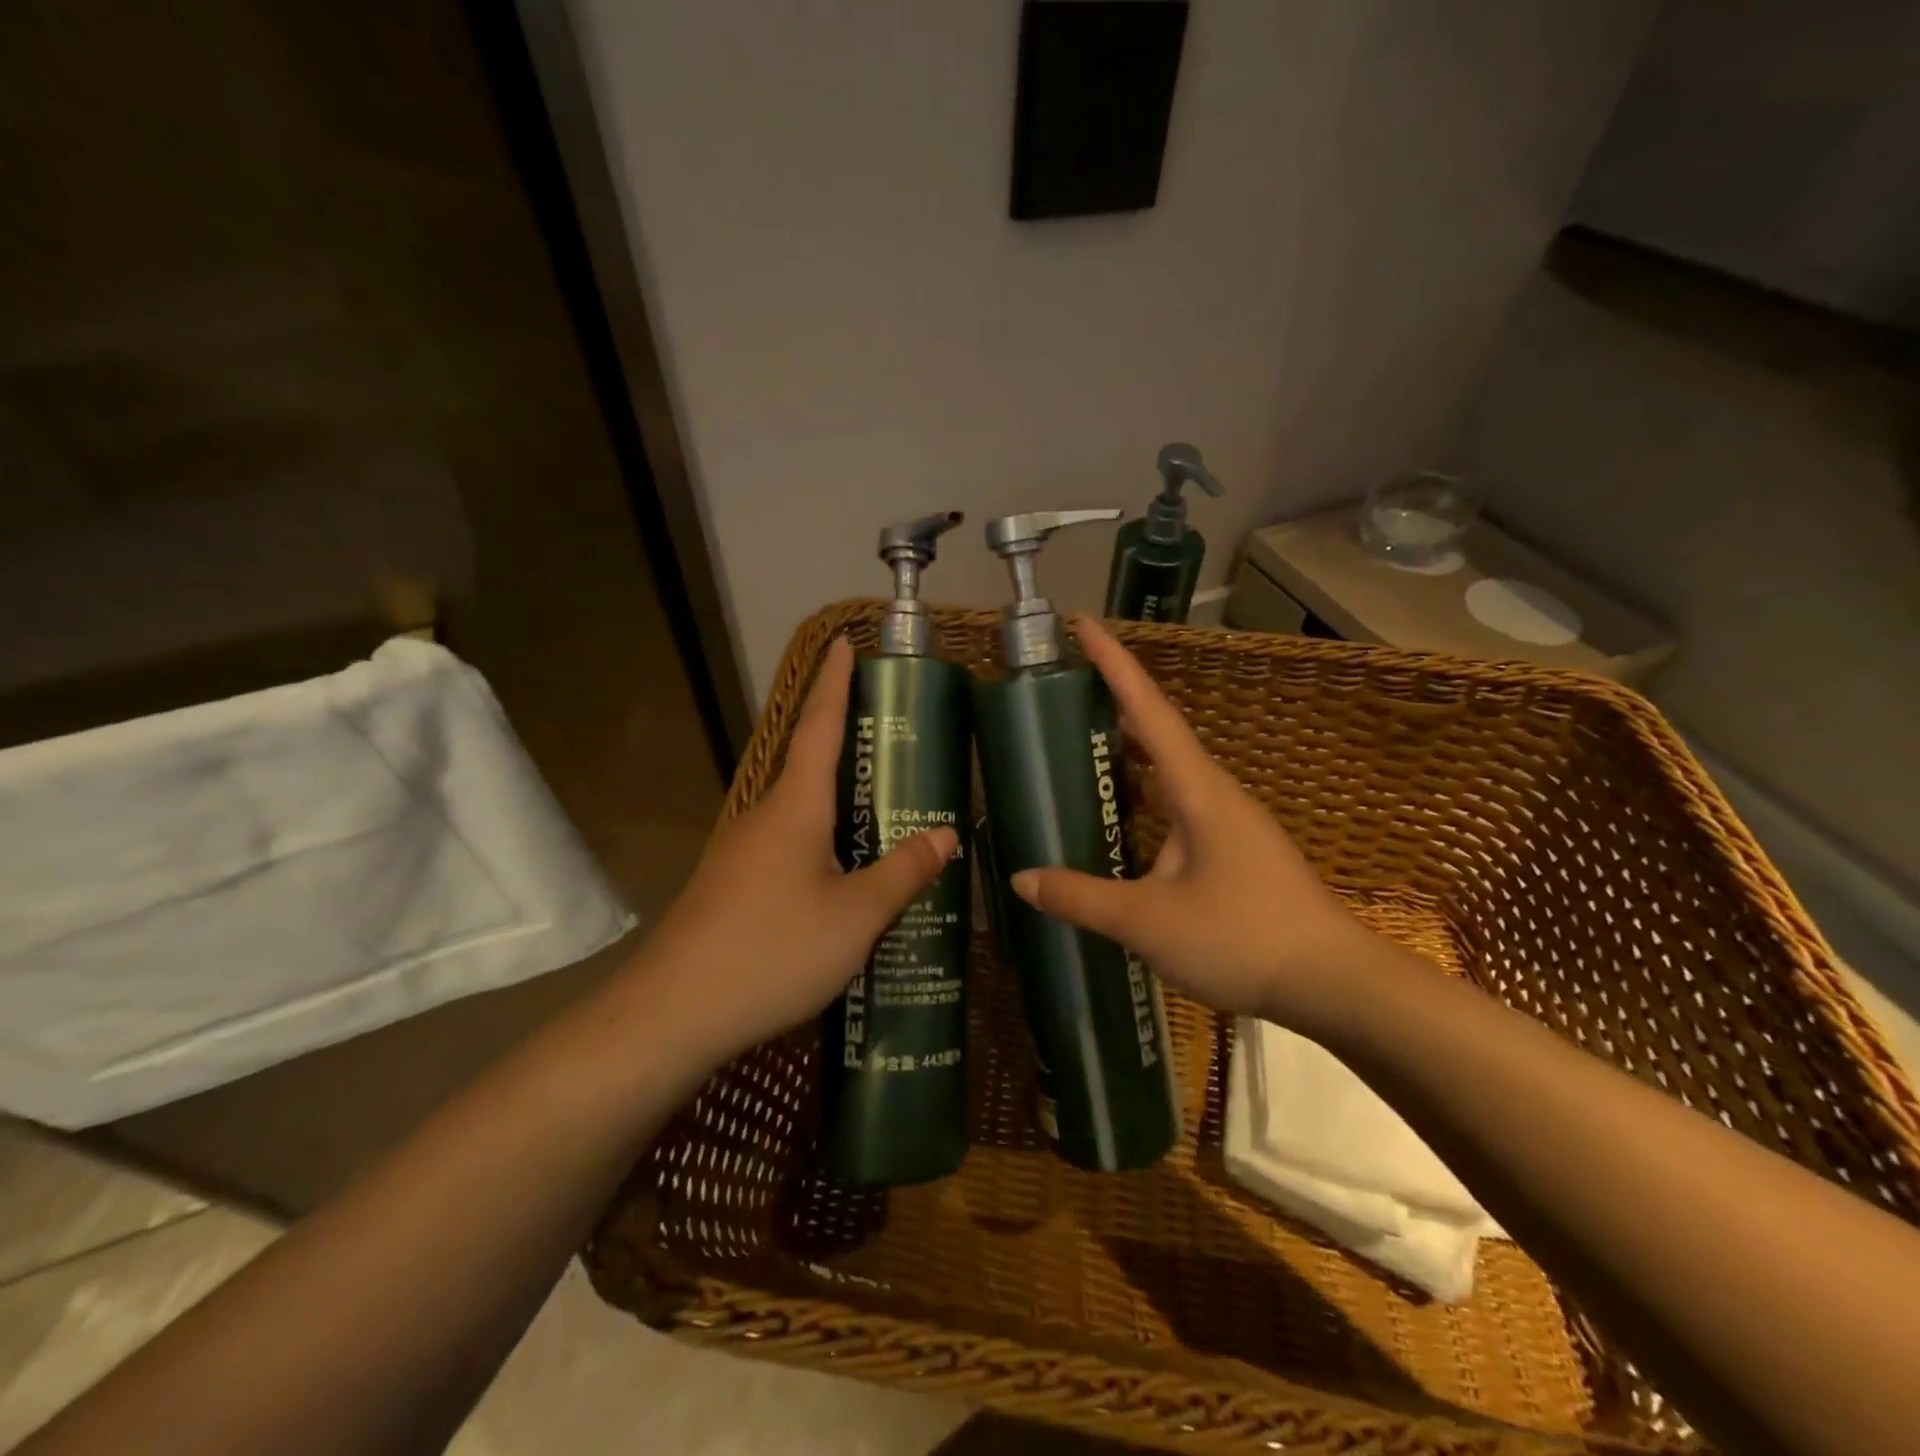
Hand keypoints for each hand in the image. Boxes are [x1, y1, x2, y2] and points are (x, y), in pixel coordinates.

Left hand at [622, 636, 957, 1068]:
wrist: (674, 1012)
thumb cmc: (773, 950)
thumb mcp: (856, 916)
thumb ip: (903, 873)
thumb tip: (946, 834)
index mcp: (796, 807)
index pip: (820, 726)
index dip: (836, 683)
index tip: (846, 643)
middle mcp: (766, 816)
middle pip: (811, 763)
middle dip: (847, 739)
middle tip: (896, 733)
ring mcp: (745, 851)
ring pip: (802, 810)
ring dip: (840, 797)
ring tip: (887, 805)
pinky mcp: (736, 883)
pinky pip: (792, 844)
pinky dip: (825, 839)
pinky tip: (848, 871)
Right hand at [1010, 619, 1376, 1030]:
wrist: (1334, 985)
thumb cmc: (1242, 937)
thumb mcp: (1148, 921)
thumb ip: (1081, 897)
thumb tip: (1022, 878)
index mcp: (1198, 790)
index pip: (1150, 711)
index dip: (1115, 666)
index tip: (1085, 625)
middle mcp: (1215, 795)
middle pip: (1159, 734)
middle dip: (1115, 705)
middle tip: (1066, 691)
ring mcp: (1229, 825)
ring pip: (1170, 775)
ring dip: (1130, 756)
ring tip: (1083, 749)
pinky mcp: (1234, 855)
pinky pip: (1178, 810)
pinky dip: (1144, 802)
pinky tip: (1122, 827)